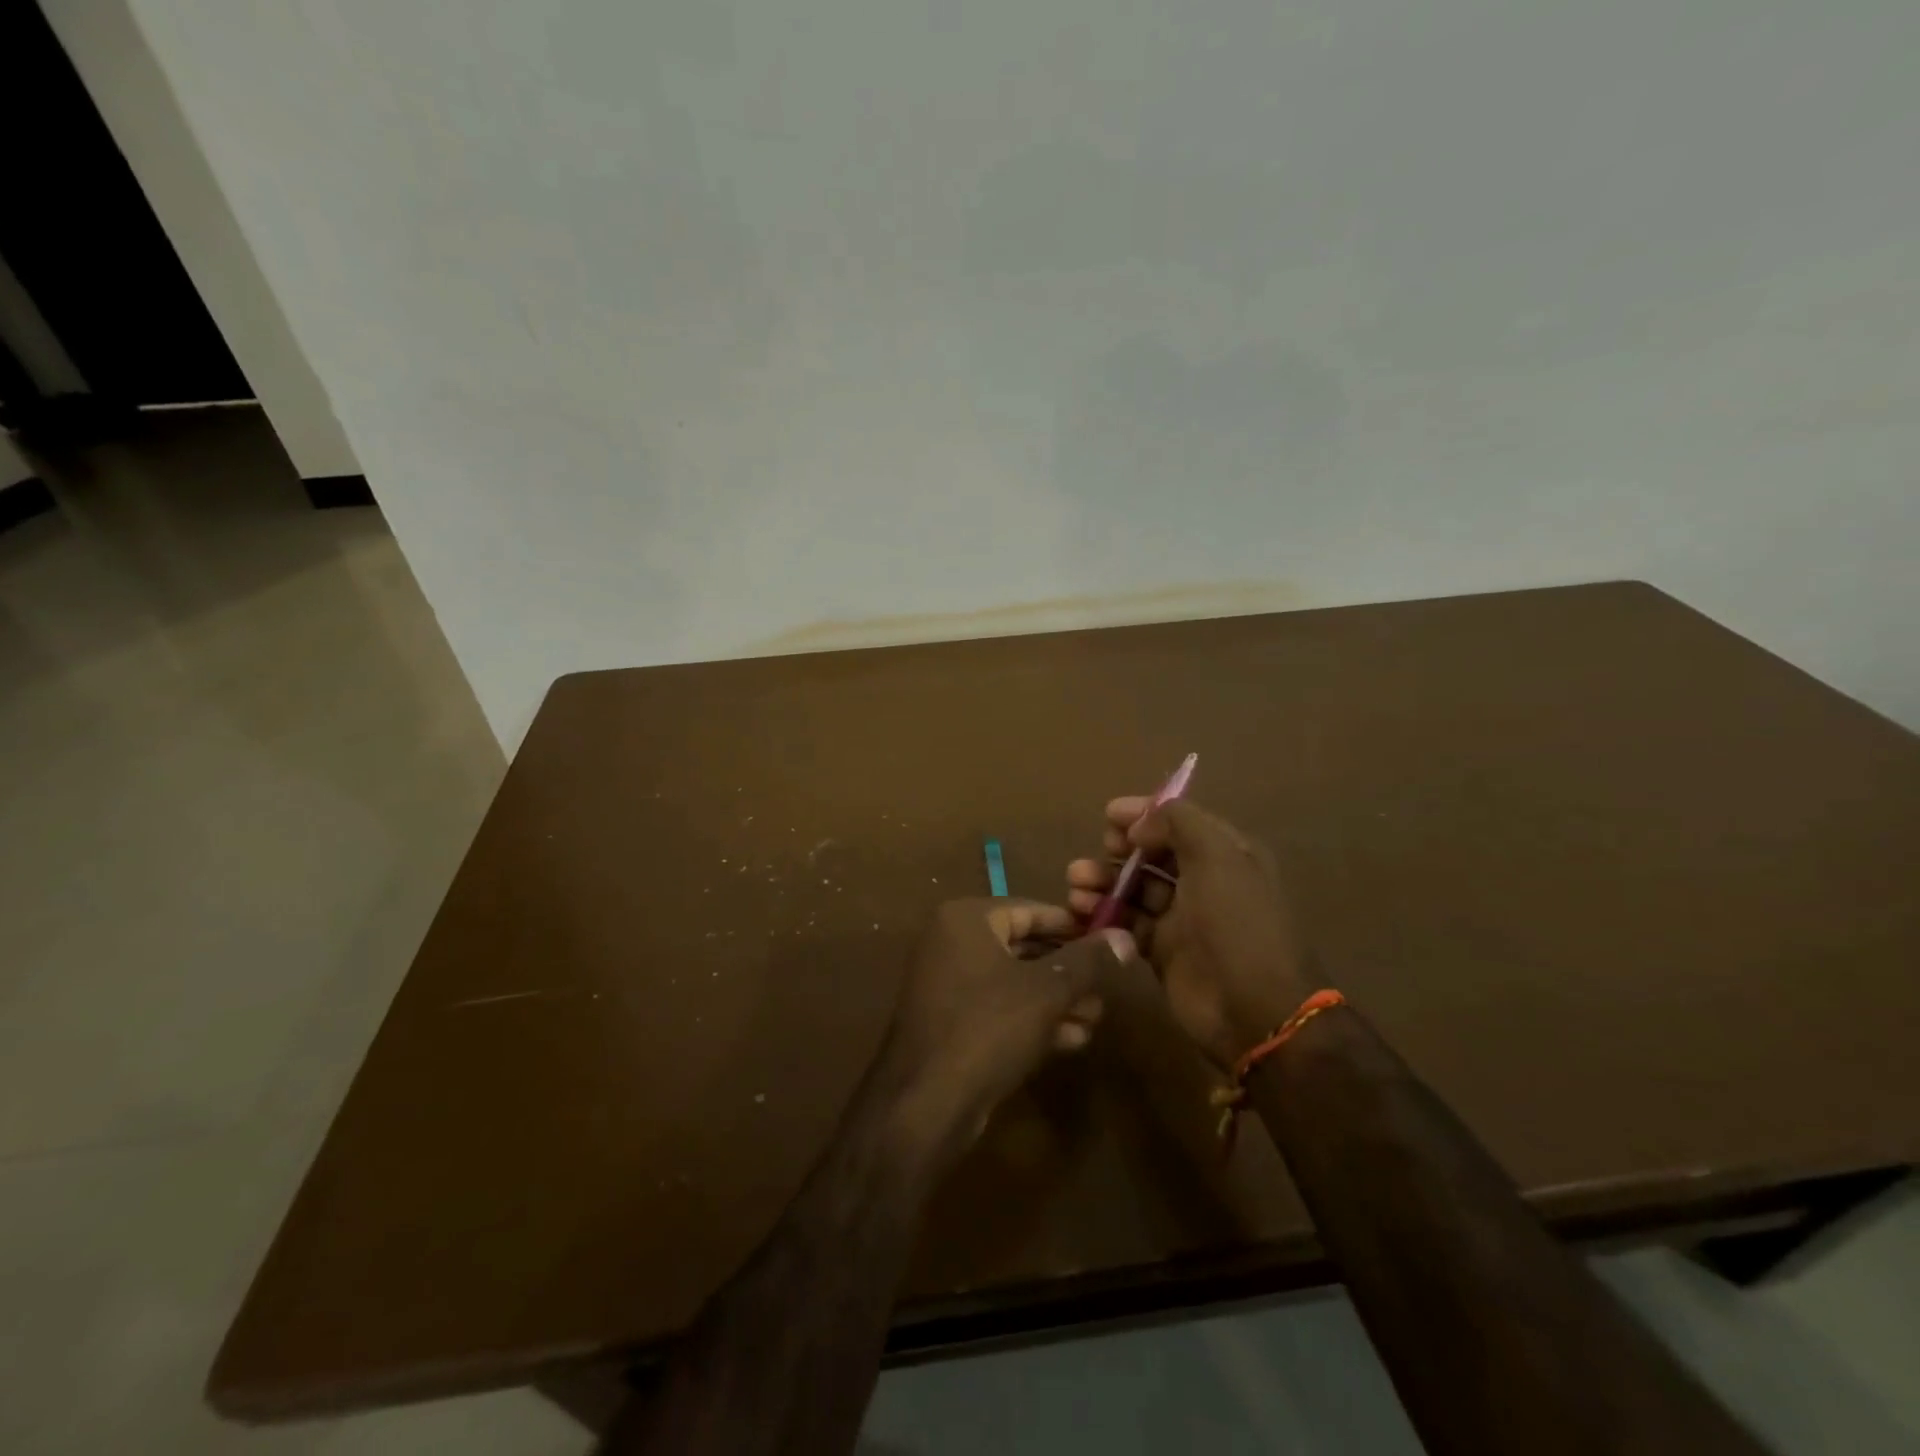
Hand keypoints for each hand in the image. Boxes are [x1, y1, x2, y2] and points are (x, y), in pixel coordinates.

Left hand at [878, 899, 1134, 1154]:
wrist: (926, 1104)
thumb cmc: (988, 1028)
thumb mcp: (1047, 991)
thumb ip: (1087, 961)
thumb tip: (1124, 936)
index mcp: (966, 919)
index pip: (1030, 909)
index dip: (1072, 926)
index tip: (1108, 941)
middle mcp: (951, 942)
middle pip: (1023, 946)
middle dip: (1067, 969)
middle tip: (1106, 986)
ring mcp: (947, 983)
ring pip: (1014, 981)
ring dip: (1056, 998)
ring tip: (1095, 1017)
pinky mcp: (950, 1021)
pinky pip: (998, 1007)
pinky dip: (1032, 1018)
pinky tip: (1072, 1039)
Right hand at [1067, 799, 1320, 1068]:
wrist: (1254, 1009)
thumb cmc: (1237, 923)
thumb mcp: (1216, 856)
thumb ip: (1177, 823)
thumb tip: (1140, 827)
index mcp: (1225, 854)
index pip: (1179, 822)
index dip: (1144, 814)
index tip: (1109, 815)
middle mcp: (1204, 881)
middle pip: (1153, 853)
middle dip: (1120, 847)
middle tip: (1101, 849)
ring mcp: (1182, 918)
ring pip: (1134, 887)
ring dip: (1104, 879)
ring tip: (1077, 883)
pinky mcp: (1162, 950)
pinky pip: (1126, 922)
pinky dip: (1104, 913)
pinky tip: (1082, 910)